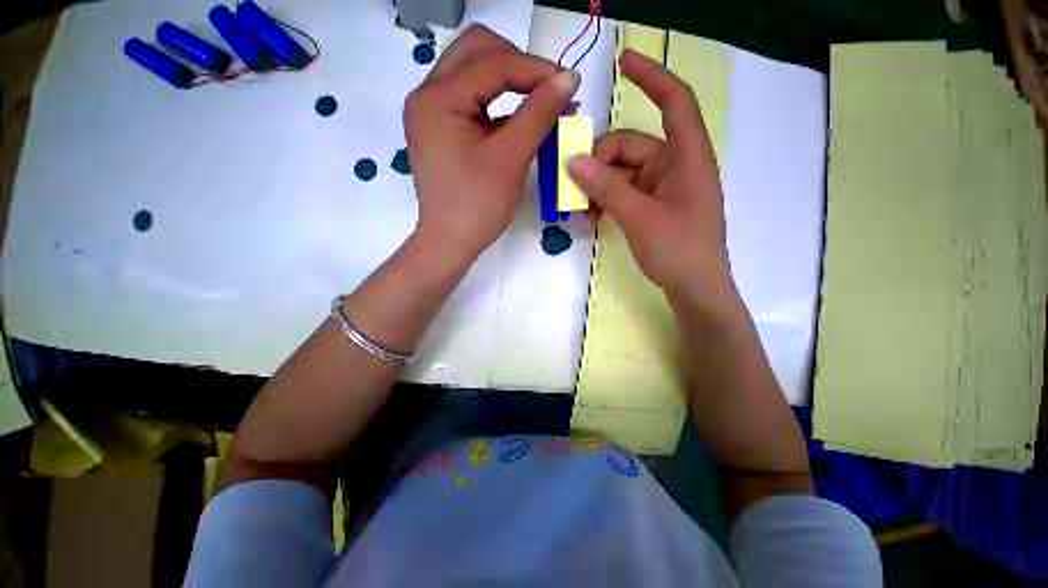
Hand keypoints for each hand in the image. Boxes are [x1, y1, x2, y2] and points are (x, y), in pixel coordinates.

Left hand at [404, 25, 579, 260]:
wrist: (451, 243)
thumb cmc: (478, 206)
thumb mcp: (510, 159)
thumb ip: (539, 113)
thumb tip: (568, 78)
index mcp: (437, 98)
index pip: (492, 63)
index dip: (535, 70)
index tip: (570, 83)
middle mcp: (428, 95)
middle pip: (477, 52)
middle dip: (518, 64)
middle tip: (547, 89)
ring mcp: (433, 113)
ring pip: (474, 73)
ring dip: (510, 81)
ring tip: (541, 101)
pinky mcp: (443, 130)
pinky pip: (473, 100)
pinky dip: (500, 104)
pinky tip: (523, 118)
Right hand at [568, 49, 740, 317]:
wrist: (693, 288)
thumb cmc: (679, 250)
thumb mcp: (640, 218)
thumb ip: (607, 189)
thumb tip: (574, 161)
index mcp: (686, 157)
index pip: (674, 102)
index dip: (652, 77)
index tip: (624, 62)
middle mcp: (673, 165)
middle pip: (629, 146)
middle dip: (598, 164)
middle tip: (574, 187)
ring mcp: (660, 187)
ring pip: (620, 172)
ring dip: (597, 188)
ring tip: (580, 212)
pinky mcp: (650, 205)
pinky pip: (622, 192)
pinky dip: (605, 201)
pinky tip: (591, 218)